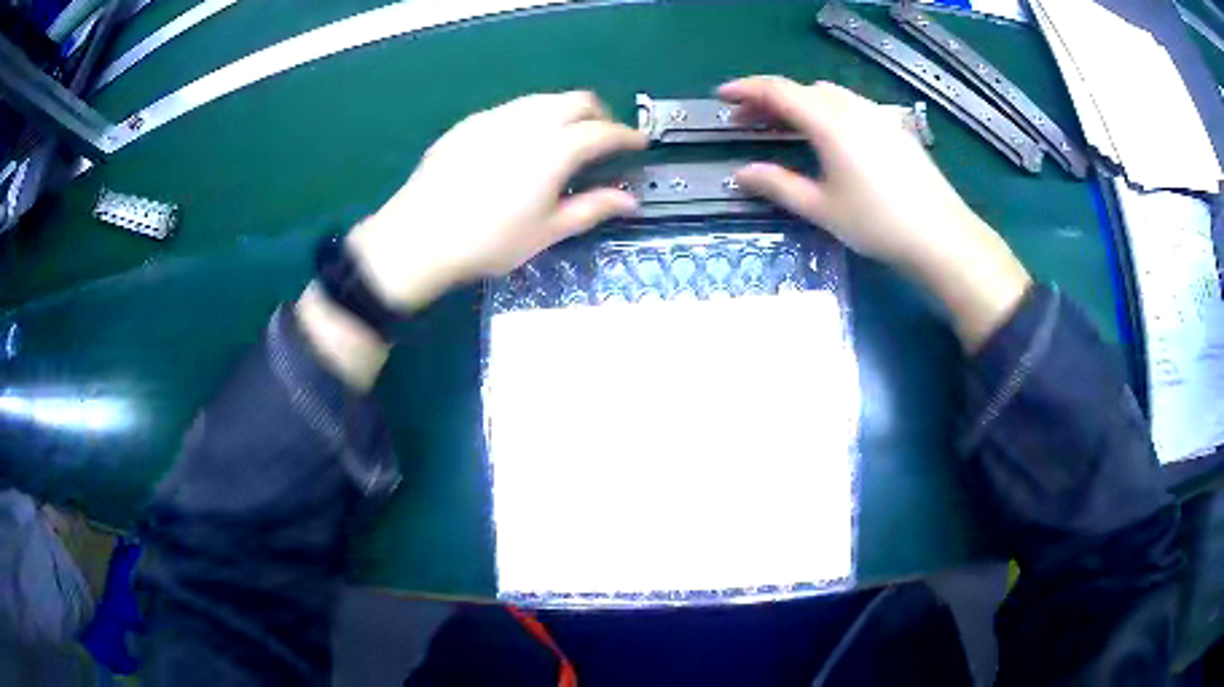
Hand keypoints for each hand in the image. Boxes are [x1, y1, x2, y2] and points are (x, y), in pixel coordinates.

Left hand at [348, 91, 646, 311]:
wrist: (418, 237)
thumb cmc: (488, 241)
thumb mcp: (546, 232)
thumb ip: (592, 208)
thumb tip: (629, 201)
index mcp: (554, 149)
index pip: (603, 131)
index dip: (626, 136)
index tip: (638, 144)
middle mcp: (528, 122)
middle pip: (576, 100)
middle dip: (598, 115)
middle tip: (603, 139)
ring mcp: (495, 118)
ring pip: (543, 99)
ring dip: (565, 111)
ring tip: (565, 139)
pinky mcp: (469, 124)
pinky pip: (512, 108)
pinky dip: (531, 117)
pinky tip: (521, 143)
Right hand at [719, 76, 1030, 349]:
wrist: (941, 236)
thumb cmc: (877, 223)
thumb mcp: (821, 208)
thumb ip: (778, 185)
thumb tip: (742, 174)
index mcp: (829, 121)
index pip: (777, 90)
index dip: (745, 89)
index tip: (722, 97)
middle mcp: (852, 107)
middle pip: (802, 89)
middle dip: (769, 100)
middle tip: (747, 122)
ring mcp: (877, 114)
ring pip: (828, 95)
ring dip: (799, 103)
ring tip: (784, 128)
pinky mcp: (895, 127)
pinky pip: (851, 105)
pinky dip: (826, 110)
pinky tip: (828, 137)